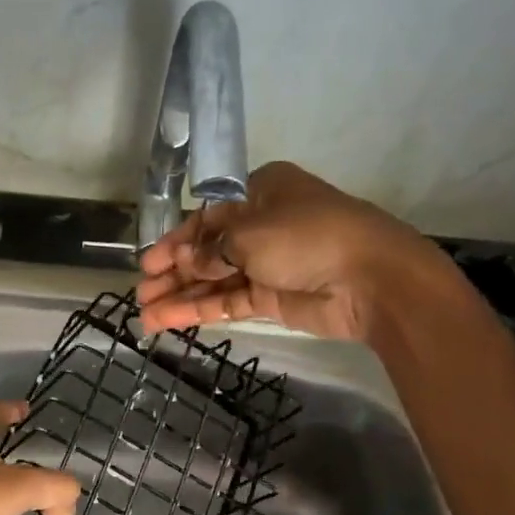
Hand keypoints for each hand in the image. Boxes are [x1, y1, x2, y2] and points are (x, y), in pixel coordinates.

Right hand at [136, 161, 450, 339]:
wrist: (372, 279)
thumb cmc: (309, 237)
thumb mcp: (251, 234)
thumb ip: (210, 250)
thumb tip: (182, 260)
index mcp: (260, 194)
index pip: (207, 218)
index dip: (175, 241)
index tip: (148, 263)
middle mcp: (261, 226)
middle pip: (207, 251)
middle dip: (173, 272)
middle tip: (141, 292)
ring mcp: (267, 265)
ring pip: (214, 280)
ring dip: (180, 296)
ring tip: (144, 314)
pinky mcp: (272, 299)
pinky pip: (228, 302)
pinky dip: (199, 310)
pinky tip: (168, 320)